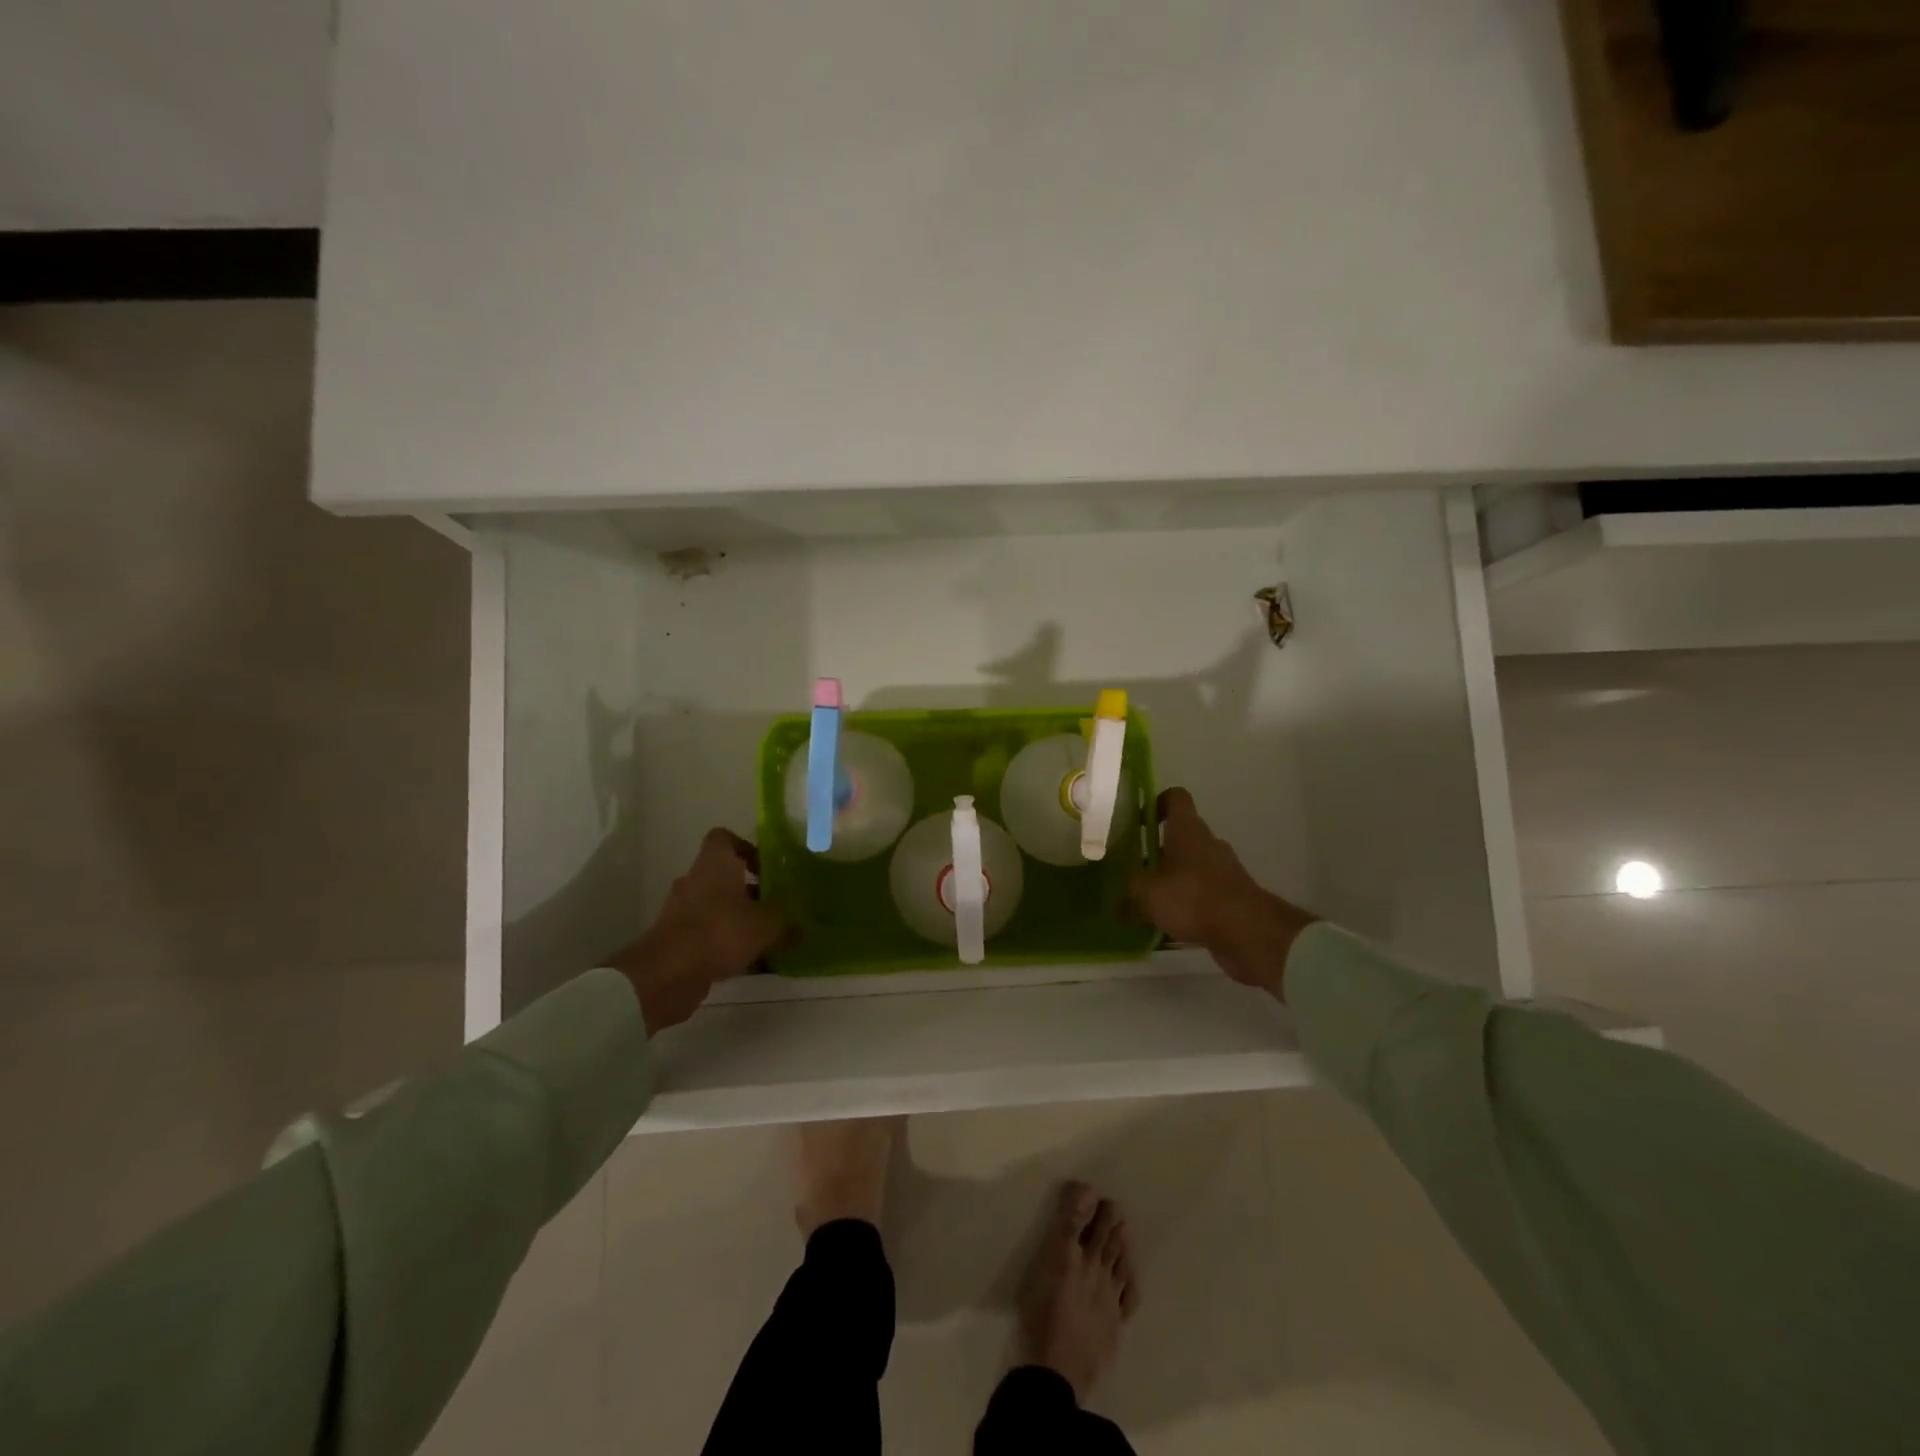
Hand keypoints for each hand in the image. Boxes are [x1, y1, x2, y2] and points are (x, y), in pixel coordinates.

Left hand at [609, 829, 788, 1034]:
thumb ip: (786, 924)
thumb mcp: (766, 927)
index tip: (766, 868)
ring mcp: (680, 908)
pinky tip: (743, 959)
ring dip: (734, 916)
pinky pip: (703, 930)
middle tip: (772, 906)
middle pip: (722, 874)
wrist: (667, 973)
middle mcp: (694, 879)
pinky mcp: (674, 937)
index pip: (724, 838)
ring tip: (761, 936)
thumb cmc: (720, 932)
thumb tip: (802, 929)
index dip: (746, 848)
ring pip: (713, 904)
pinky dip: (721, 939)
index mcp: (715, 863)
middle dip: (747, 889)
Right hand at [1127, 788, 1316, 999]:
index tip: (1140, 822)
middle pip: (1182, 836)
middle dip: (1160, 851)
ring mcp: (1225, 869)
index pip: (1175, 798)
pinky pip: (1205, 891)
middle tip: (1138, 871)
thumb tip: (1120, 903)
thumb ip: (1131, 892)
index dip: (1156, 803)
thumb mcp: (1147, 893)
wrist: (1248, 932)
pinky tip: (1173, 924)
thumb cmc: (1192, 897)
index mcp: (1187, 830)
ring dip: (1175, 879)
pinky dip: (1190, 902)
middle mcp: (1208, 843)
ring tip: (1152, 903)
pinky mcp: (1234, 895)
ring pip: (1193, 866)